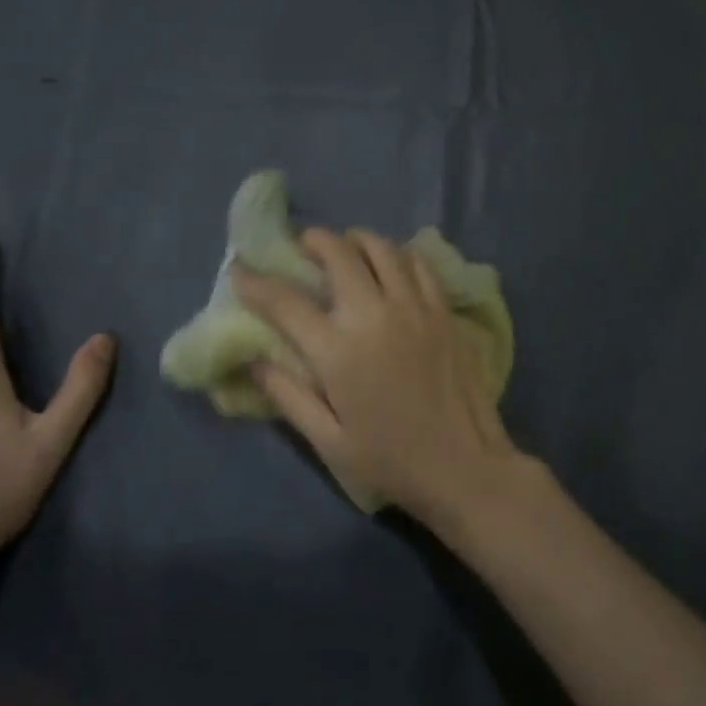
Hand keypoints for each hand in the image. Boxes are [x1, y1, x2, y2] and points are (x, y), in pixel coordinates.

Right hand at [233, 228, 525, 522]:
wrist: (464, 466)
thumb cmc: (390, 460)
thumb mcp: (327, 440)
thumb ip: (287, 394)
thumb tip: (253, 358)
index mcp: (338, 351)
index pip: (286, 301)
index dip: (256, 281)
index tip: (241, 270)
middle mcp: (375, 315)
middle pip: (337, 253)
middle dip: (312, 241)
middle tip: (302, 248)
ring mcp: (414, 306)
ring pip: (381, 247)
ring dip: (355, 239)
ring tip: (345, 248)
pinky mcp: (443, 309)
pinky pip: (418, 262)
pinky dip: (397, 253)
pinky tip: (390, 264)